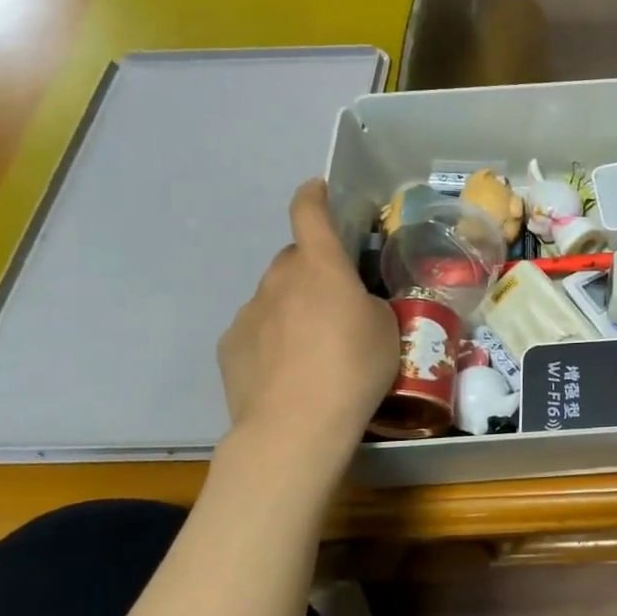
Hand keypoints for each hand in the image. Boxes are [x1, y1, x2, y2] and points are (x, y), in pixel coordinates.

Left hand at [218, 180, 398, 463]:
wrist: (295, 426)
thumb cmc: (354, 369)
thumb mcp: (386, 329)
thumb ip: (365, 303)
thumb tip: (349, 304)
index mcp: (322, 268)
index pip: (310, 214)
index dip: (313, 196)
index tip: (317, 188)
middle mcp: (279, 279)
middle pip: (295, 260)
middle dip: (313, 270)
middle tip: (337, 301)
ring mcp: (249, 312)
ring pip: (275, 295)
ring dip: (294, 307)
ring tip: (315, 346)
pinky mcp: (230, 345)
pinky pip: (258, 328)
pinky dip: (273, 337)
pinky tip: (289, 370)